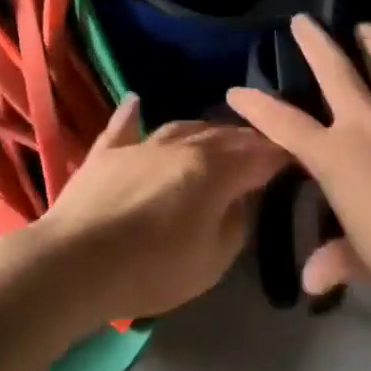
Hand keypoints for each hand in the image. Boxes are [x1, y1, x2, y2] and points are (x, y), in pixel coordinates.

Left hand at [36, 96, 288, 321]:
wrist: (74, 263)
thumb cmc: (152, 269)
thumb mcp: (212, 261)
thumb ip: (235, 225)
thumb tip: (240, 201)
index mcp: (214, 170)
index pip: (259, 155)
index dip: (281, 155)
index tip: (296, 156)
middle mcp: (182, 146)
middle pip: (223, 135)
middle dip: (248, 139)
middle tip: (263, 146)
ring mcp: (141, 145)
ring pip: (182, 126)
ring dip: (205, 129)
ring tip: (218, 134)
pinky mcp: (106, 153)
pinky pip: (124, 127)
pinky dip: (133, 115)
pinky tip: (136, 101)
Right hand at [226, 16, 370, 297]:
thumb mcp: (364, 258)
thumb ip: (335, 261)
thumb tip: (310, 282)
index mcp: (334, 155)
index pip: (284, 125)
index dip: (257, 106)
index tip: (236, 90)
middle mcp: (365, 122)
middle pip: (334, 70)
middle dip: (315, 42)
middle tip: (303, 20)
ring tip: (367, 27)